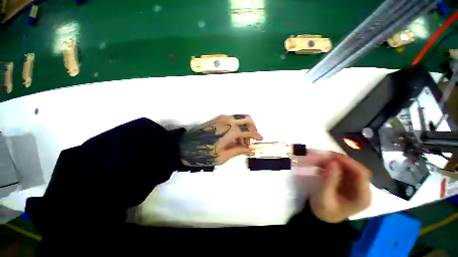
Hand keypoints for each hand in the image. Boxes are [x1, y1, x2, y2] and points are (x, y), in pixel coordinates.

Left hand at [179, 115, 262, 166]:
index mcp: (230, 130)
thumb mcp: (223, 156)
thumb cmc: (204, 154)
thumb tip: (249, 148)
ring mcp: (222, 118)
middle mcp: (227, 120)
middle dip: (252, 128)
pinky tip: (234, 138)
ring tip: (241, 142)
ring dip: (244, 128)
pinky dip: (237, 126)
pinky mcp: (217, 119)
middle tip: (250, 140)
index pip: (248, 129)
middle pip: (247, 118)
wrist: (185, 146)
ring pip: (240, 118)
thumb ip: (238, 150)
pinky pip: (232, 119)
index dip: (256, 134)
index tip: (260, 140)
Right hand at [293, 151, 371, 222]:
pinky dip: (330, 164)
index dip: (348, 162)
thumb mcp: (324, 197)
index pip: (362, 174)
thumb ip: (329, 180)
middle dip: (339, 160)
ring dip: (333, 160)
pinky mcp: (347, 181)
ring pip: (347, 166)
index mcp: (362, 197)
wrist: (322, 216)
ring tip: (319, 157)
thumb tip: (332, 161)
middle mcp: (362, 189)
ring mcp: (354, 184)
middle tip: (322, 154)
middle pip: (355, 168)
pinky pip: (341, 168)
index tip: (331, 156)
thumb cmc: (324, 210)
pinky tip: (320, 163)